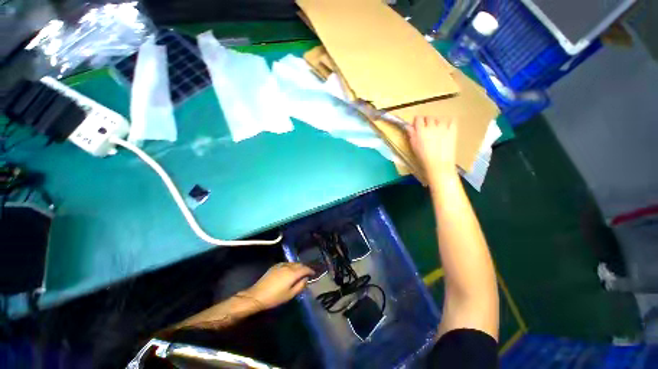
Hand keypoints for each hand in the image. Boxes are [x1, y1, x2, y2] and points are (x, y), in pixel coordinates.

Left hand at [240, 262, 313, 309]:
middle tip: (307, 274)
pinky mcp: (275, 266)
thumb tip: (305, 279)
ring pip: (293, 263)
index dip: (310, 271)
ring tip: (299, 272)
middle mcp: (288, 266)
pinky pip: (287, 263)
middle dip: (304, 268)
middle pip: (299, 264)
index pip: (305, 269)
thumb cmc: (275, 298)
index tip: (313, 274)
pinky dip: (291, 266)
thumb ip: (300, 286)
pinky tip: (290, 271)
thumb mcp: (290, 295)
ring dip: (298, 266)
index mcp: (293, 273)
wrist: (257, 295)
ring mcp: (281, 265)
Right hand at [407, 116, 458, 182]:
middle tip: (427, 127)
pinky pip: (452, 120)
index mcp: (420, 130)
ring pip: (440, 118)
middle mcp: (432, 126)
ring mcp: (443, 128)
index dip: (417, 120)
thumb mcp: (413, 146)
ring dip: (437, 121)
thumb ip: (411, 134)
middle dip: (427, 121)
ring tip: (437, 127)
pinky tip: (447, 126)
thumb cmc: (423, 157)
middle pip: (429, 117)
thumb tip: (408, 126)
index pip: (418, 118)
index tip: (417, 125)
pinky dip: (450, 121)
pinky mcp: (452, 131)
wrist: (438, 164)